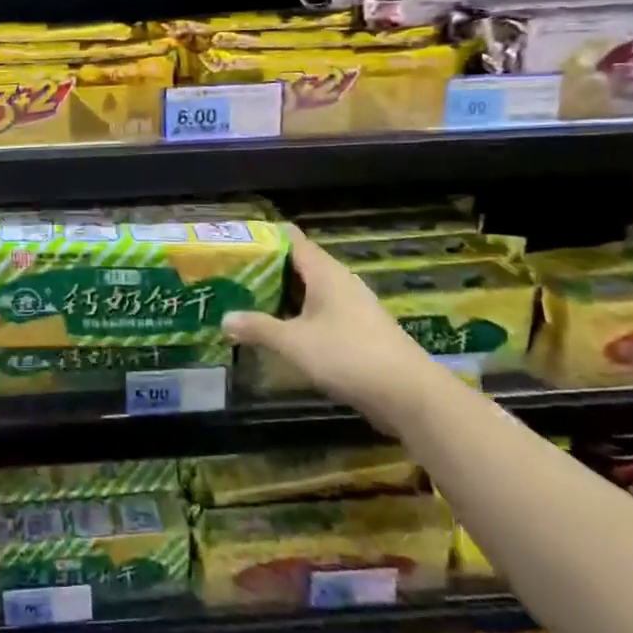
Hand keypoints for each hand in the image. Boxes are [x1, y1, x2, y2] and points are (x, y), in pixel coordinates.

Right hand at [223, 224, 437, 430]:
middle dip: (266, 269)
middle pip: (298, 265)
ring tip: (247, 301)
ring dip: (281, 296)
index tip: (236, 242)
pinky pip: (319, 313)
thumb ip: (258, 328)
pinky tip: (278, 331)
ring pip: (309, 292)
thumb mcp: (294, 342)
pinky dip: (297, 316)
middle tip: (231, 275)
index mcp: (326, 273)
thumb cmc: (348, 355)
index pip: (292, 240)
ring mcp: (351, 307)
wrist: (408, 394)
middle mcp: (340, 283)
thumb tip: (224, 319)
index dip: (265, 237)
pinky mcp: (357, 331)